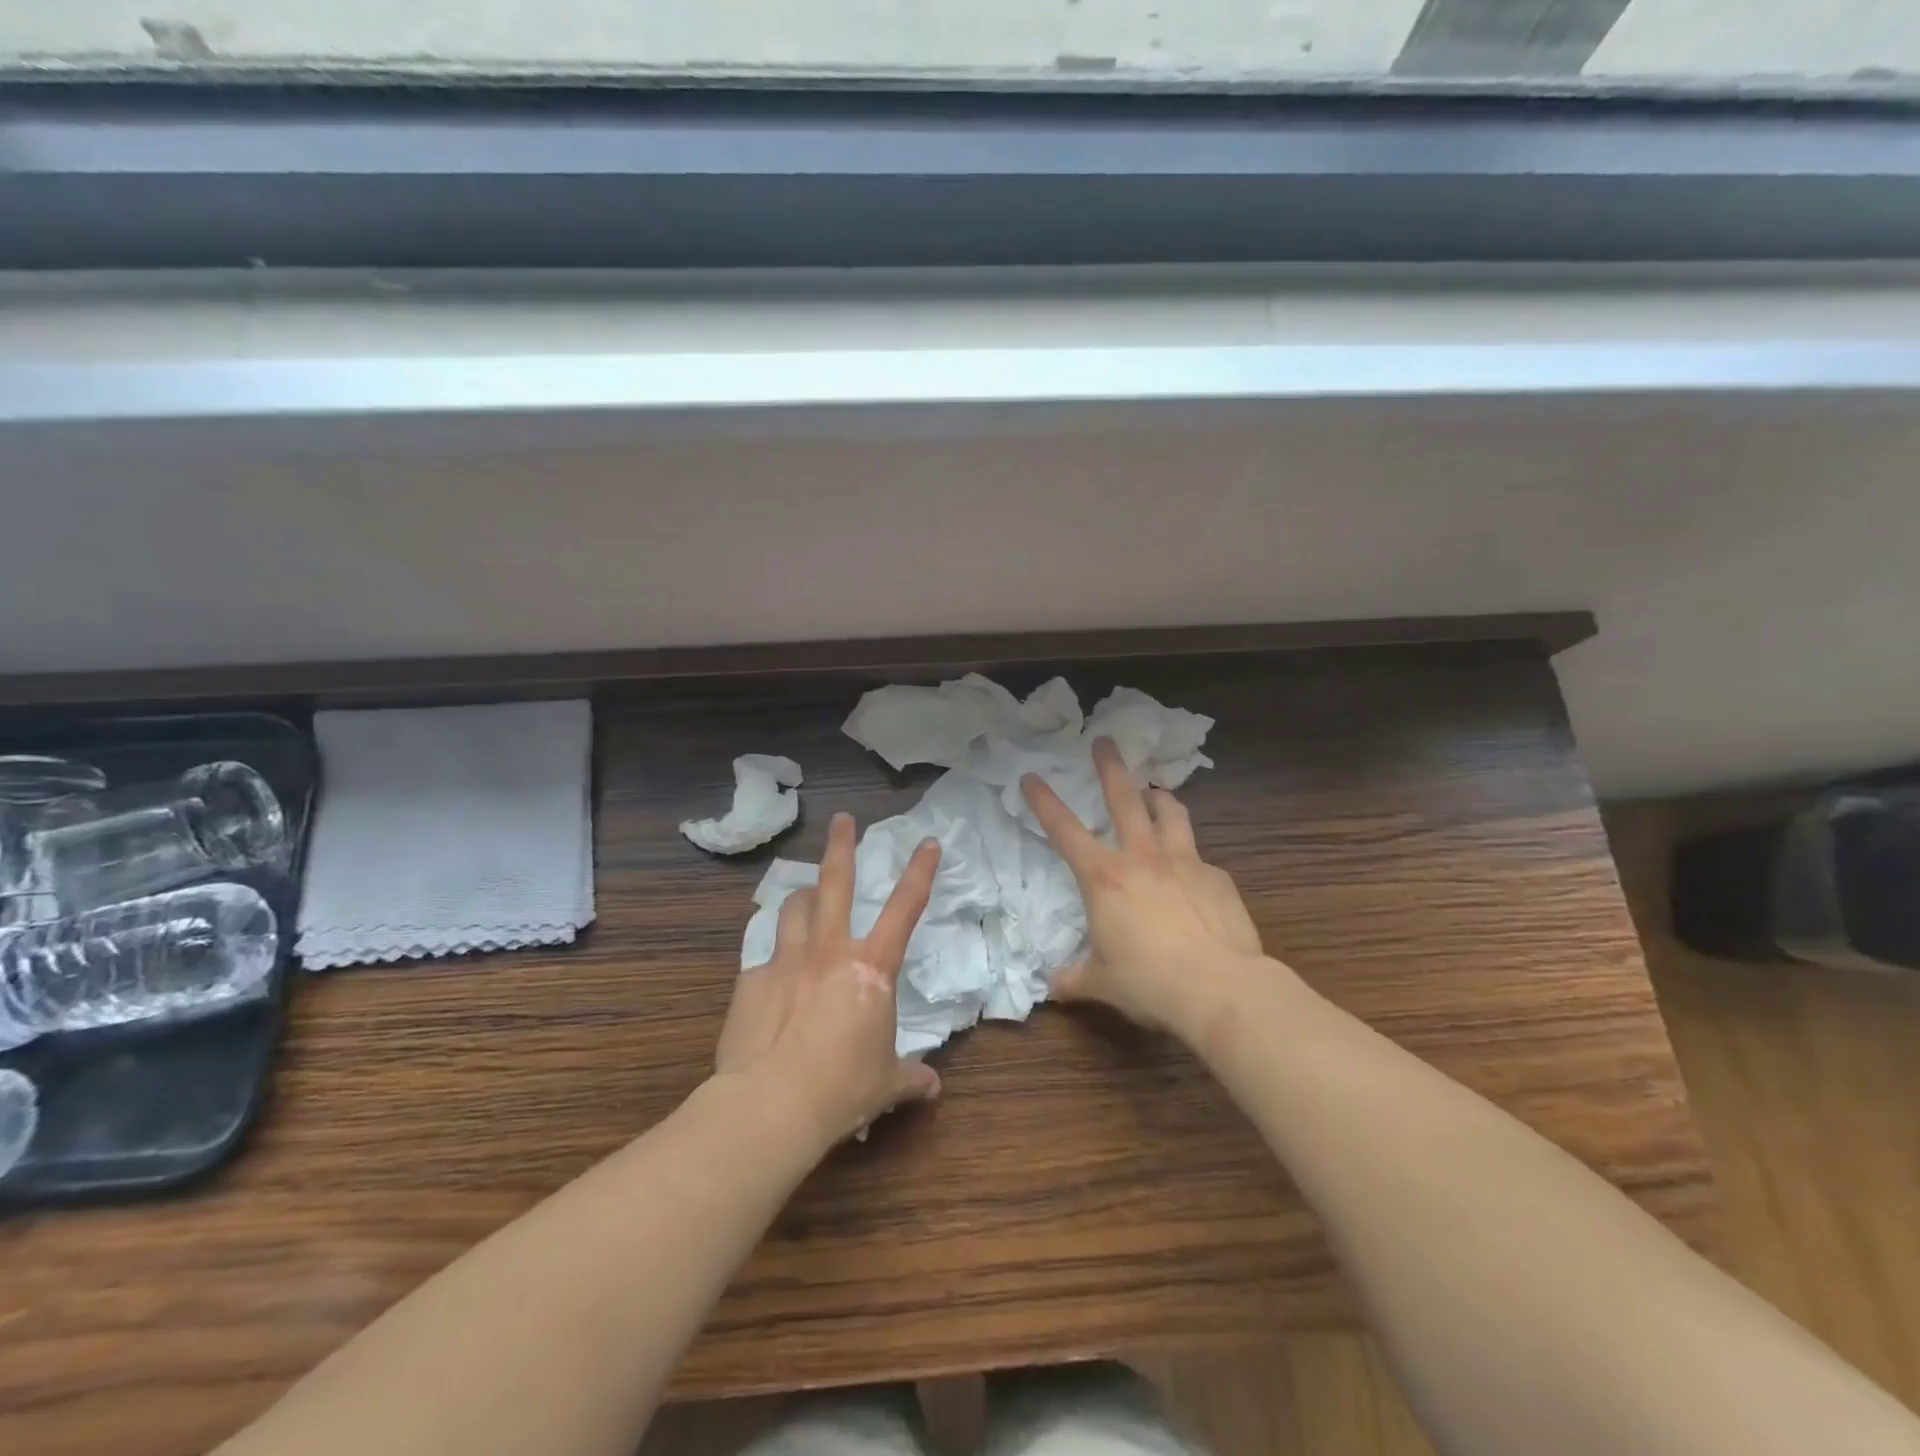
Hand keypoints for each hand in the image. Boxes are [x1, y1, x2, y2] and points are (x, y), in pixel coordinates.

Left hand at [713, 812, 942, 1147]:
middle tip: (842, 820)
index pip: (905, 908)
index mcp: (871, 968)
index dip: (920, 871)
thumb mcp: (886, 1084)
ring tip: (806, 898)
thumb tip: (932, 1086)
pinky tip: (772, 980)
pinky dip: (773, 959)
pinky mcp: (751, 981)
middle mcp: (829, 951)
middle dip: (841, 845)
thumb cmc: (842, 1089)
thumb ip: (910, 1077)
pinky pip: (764, 957)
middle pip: (835, 882)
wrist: (771, 1105)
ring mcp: (786, 961)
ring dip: (802, 898)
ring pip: (793, 908)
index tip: (928, 842)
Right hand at [1021, 738, 1269, 1038]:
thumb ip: (1074, 979)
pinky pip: (1200, 857)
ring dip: (1159, 797)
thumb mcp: (1102, 984)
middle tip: (1105, 741)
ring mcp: (1184, 862)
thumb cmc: (1150, 984)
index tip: (1031, 776)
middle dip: (1111, 767)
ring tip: (1156, 791)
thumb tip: (1053, 987)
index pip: (1065, 830)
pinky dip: (1190, 856)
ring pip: (1171, 812)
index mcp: (1104, 878)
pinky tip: (1193, 875)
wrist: (1221, 989)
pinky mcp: (1218, 877)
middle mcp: (1142, 858)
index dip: (1045, 801)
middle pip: (1125, 798)